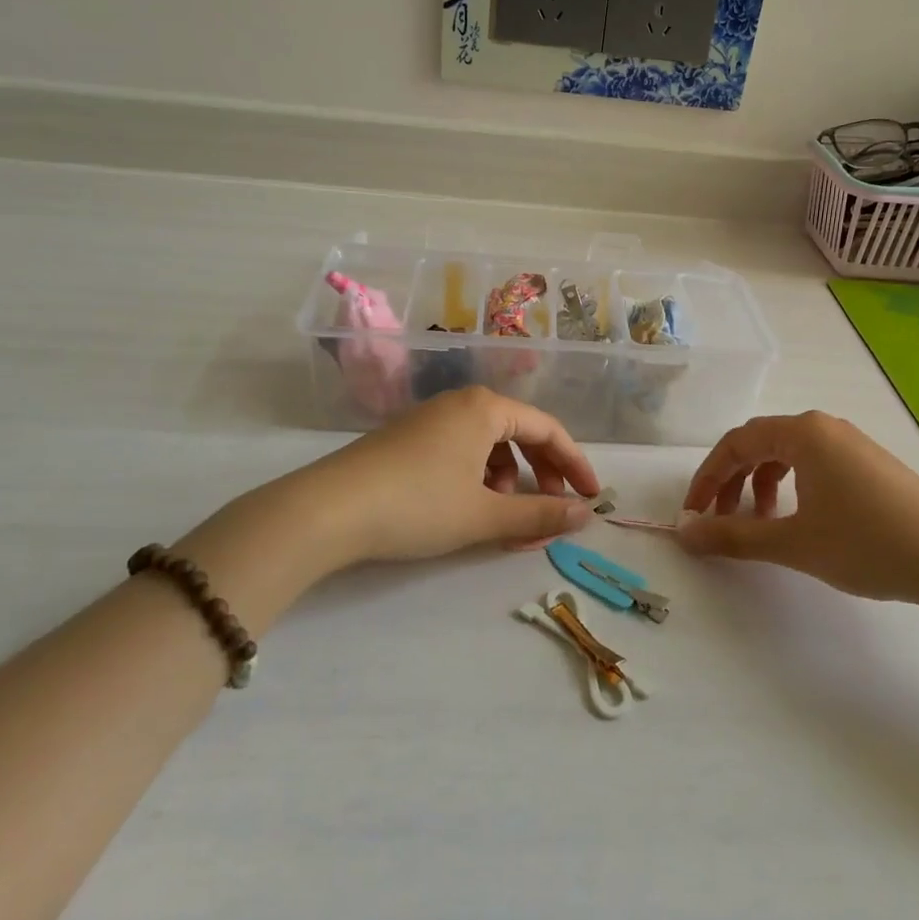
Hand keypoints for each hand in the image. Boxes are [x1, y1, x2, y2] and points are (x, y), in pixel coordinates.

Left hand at [184, 388, 600, 599]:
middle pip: (519, 432)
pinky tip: (468, 506)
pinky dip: (478, 477)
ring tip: (503, 515)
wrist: (327, 511)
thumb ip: (539, 514)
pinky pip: (461, 450)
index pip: (548, 429)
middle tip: (551, 510)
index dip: (575, 464)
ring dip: (509, 478)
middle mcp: (460, 403)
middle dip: (542, 473)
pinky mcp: (407, 439)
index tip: (591, 498)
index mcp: (485, 408)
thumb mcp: (484, 514)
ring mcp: (430, 419)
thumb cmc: (417, 506)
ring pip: (489, 443)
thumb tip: (584, 516)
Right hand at [678, 411, 918, 606]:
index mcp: (802, 432)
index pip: (736, 443)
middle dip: (731, 482)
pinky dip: (790, 488)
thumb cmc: (868, 544)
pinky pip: (813, 464)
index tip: (693, 514)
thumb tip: (684, 533)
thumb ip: (733, 536)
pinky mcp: (869, 464)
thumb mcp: (793, 543)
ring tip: (758, 524)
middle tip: (717, 521)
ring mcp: (850, 443)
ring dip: (760, 486)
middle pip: (759, 444)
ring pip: (786, 455)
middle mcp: (824, 427)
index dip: (707, 478)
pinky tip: (796, 519)